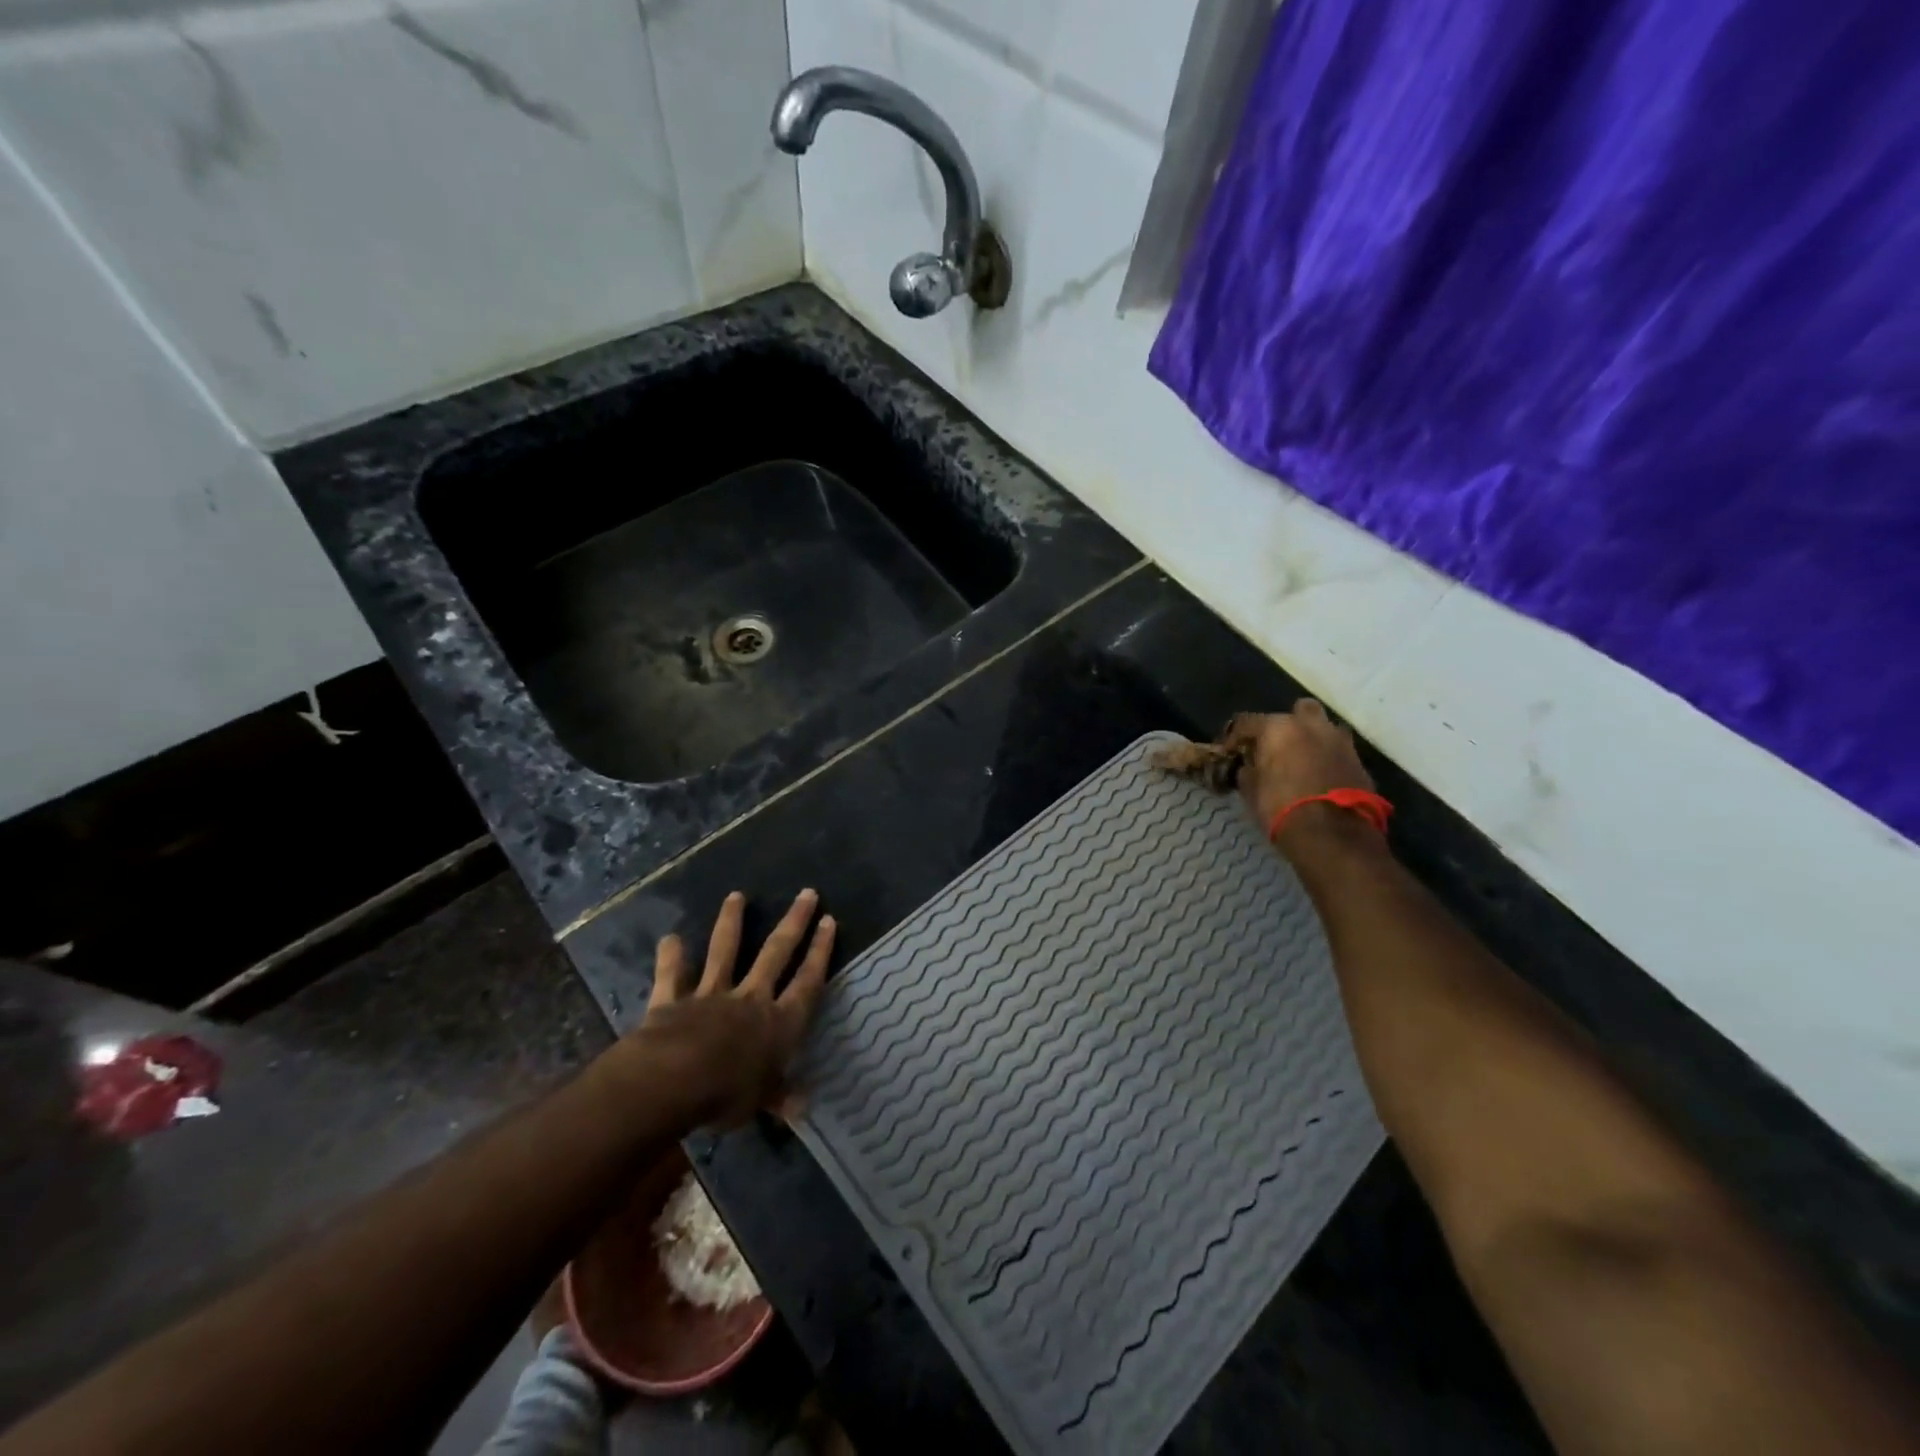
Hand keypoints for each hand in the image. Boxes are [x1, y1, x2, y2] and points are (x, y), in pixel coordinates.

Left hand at [638, 890, 834, 1125]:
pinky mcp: (674, 1000)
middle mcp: (750, 999)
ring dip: (731, 922)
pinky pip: (672, 976)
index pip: (807, 981)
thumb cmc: (727, 1093)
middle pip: (776, 953)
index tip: (829, 921)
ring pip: (725, 951)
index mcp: (779, 1022)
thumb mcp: (760, 1101)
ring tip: (736, 895)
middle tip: (807, 893)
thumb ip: (779, 1097)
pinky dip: (671, 957)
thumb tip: (802, 1108)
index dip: (820, 952)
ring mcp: (711, 994)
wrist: (674, 1080)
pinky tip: (670, 937)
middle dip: (794, 922)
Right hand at [1222, 700, 1374, 852]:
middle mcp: (1311, 725)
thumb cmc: (1281, 809)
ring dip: (1313, 739)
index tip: (1230, 751)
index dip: (1235, 736)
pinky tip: (1320, 777)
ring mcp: (1339, 741)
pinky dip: (1328, 759)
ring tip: (1302, 761)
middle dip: (1287, 725)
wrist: (1333, 836)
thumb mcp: (1251, 791)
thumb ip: (1248, 771)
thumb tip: (1248, 766)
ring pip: (1323, 728)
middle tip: (1276, 747)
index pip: (1247, 721)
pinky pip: (1338, 751)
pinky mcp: (1359, 761)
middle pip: (1297, 711)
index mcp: (1278, 728)